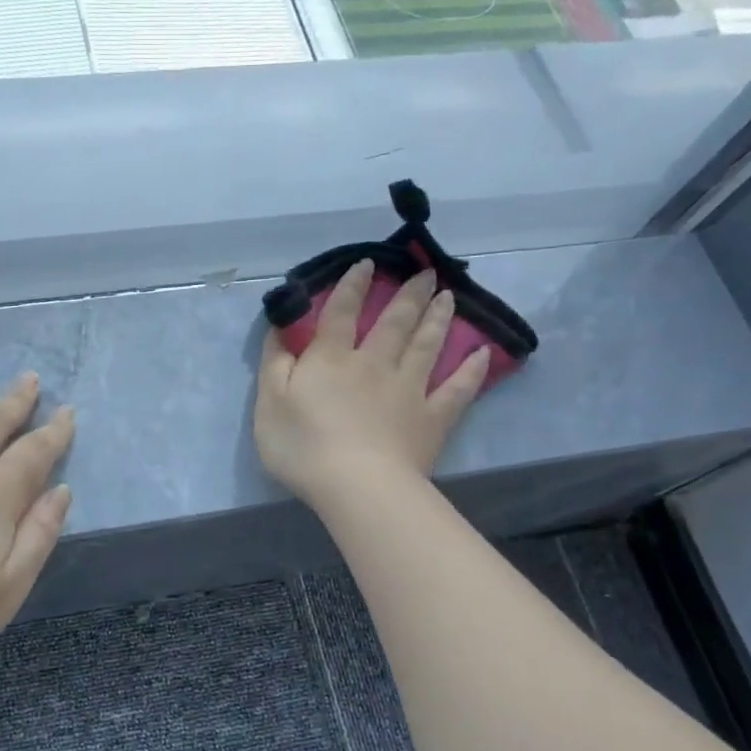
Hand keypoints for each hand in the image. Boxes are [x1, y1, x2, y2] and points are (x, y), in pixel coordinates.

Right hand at [255, 259, 489, 511]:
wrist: (357, 486)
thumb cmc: (304, 446)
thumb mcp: (269, 403)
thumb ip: (275, 362)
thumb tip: (281, 327)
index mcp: (332, 359)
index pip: (342, 313)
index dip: (352, 286)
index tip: (367, 264)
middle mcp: (375, 364)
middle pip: (395, 322)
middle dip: (409, 294)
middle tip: (426, 272)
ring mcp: (409, 390)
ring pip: (427, 345)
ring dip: (437, 318)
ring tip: (448, 296)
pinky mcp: (432, 419)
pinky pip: (457, 389)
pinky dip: (471, 371)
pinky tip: (482, 354)